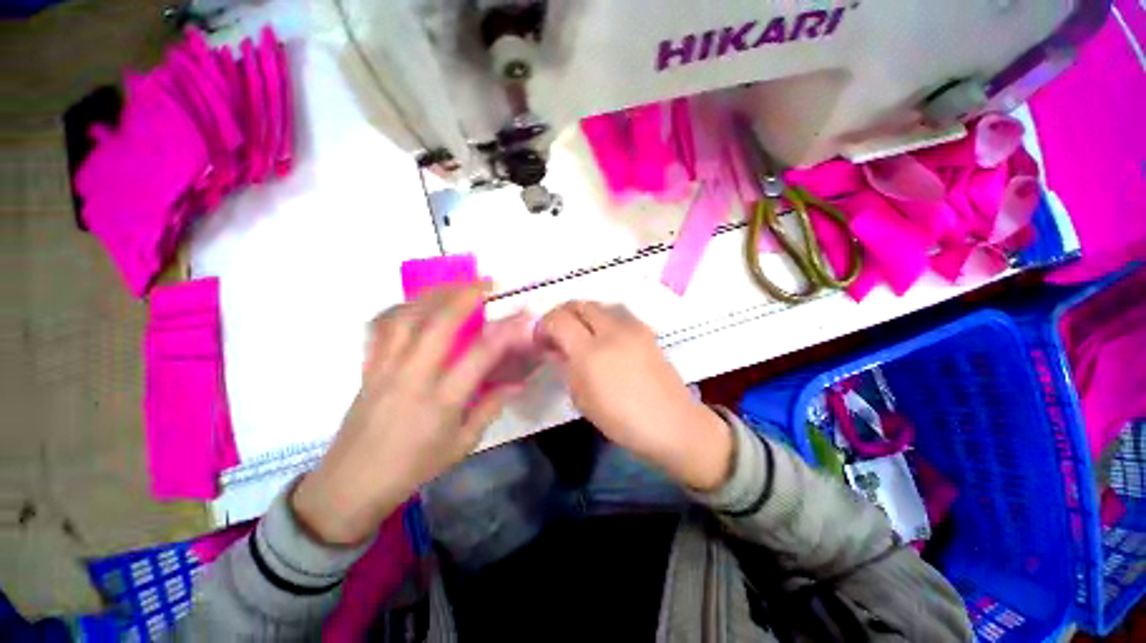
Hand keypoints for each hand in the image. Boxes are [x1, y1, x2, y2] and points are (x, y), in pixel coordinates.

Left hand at [293, 284, 533, 544]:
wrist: (351, 484)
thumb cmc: (413, 467)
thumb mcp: (462, 444)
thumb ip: (490, 407)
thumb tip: (517, 383)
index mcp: (441, 400)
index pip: (480, 354)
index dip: (506, 330)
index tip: (523, 314)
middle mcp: (413, 376)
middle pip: (439, 323)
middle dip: (466, 295)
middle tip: (487, 283)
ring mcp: (386, 367)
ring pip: (407, 316)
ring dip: (434, 293)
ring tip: (455, 283)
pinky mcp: (369, 366)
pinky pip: (381, 326)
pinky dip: (401, 306)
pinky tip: (416, 302)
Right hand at [537, 302, 732, 491]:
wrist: (671, 422)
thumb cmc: (621, 419)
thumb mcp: (582, 398)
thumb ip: (567, 366)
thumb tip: (558, 348)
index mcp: (590, 352)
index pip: (559, 319)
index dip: (545, 324)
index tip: (543, 338)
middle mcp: (611, 331)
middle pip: (580, 304)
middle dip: (564, 313)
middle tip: (559, 331)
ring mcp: (633, 327)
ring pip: (600, 305)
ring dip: (584, 314)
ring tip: (582, 333)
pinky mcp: (647, 330)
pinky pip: (618, 315)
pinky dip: (604, 319)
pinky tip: (606, 338)